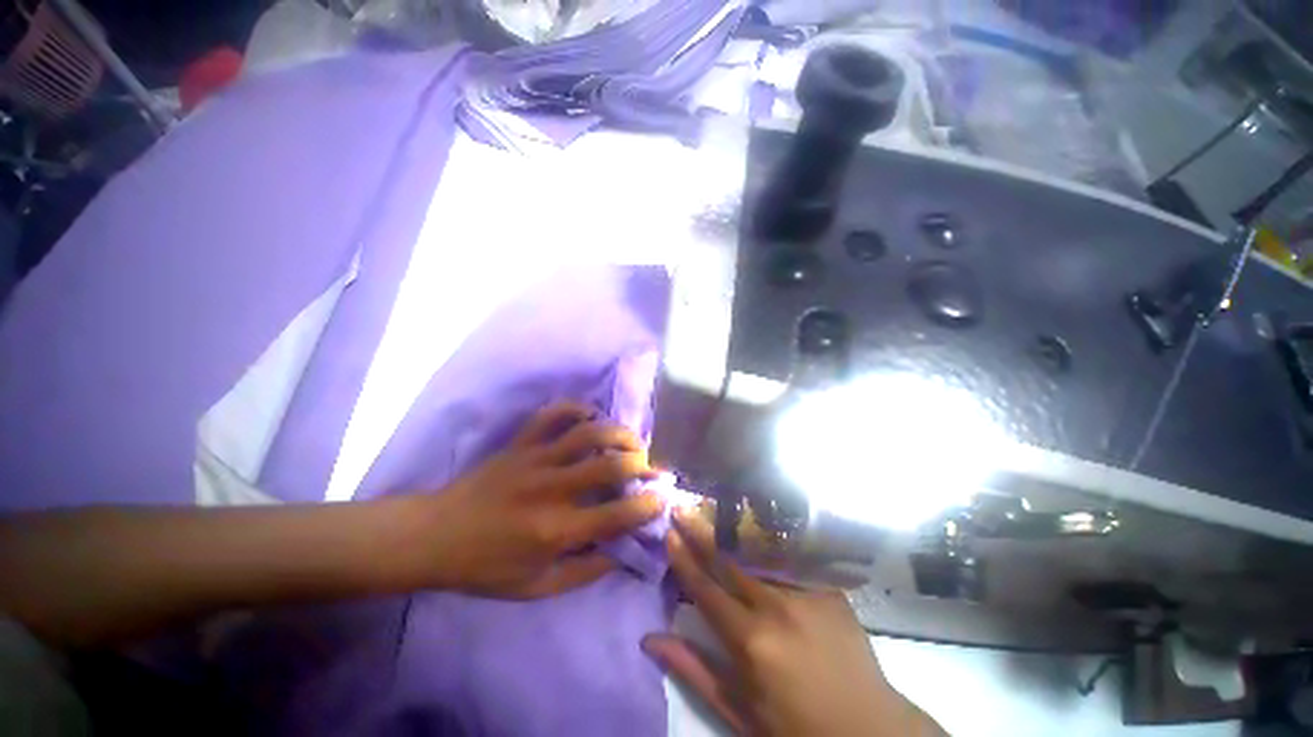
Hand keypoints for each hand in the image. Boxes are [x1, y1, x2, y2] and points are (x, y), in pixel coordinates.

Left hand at [421, 402, 663, 598]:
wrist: (434, 536)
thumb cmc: (485, 567)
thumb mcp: (535, 587)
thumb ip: (583, 572)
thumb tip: (621, 553)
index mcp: (556, 530)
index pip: (617, 514)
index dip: (648, 505)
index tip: (662, 498)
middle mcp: (552, 489)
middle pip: (610, 466)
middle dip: (641, 464)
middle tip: (651, 468)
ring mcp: (535, 459)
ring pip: (587, 433)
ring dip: (618, 433)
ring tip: (631, 441)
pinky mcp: (520, 443)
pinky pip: (552, 414)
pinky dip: (576, 408)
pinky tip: (590, 415)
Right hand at [643, 509, 945, 736]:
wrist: (867, 728)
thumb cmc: (795, 726)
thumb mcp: (740, 711)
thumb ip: (694, 670)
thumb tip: (650, 639)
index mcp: (750, 641)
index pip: (705, 588)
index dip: (683, 559)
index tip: (668, 534)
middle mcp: (776, 606)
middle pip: (729, 559)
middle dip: (701, 531)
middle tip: (682, 506)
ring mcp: (806, 592)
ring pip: (759, 550)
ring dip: (730, 528)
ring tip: (711, 505)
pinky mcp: (828, 587)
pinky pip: (790, 555)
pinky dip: (766, 538)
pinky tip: (753, 521)